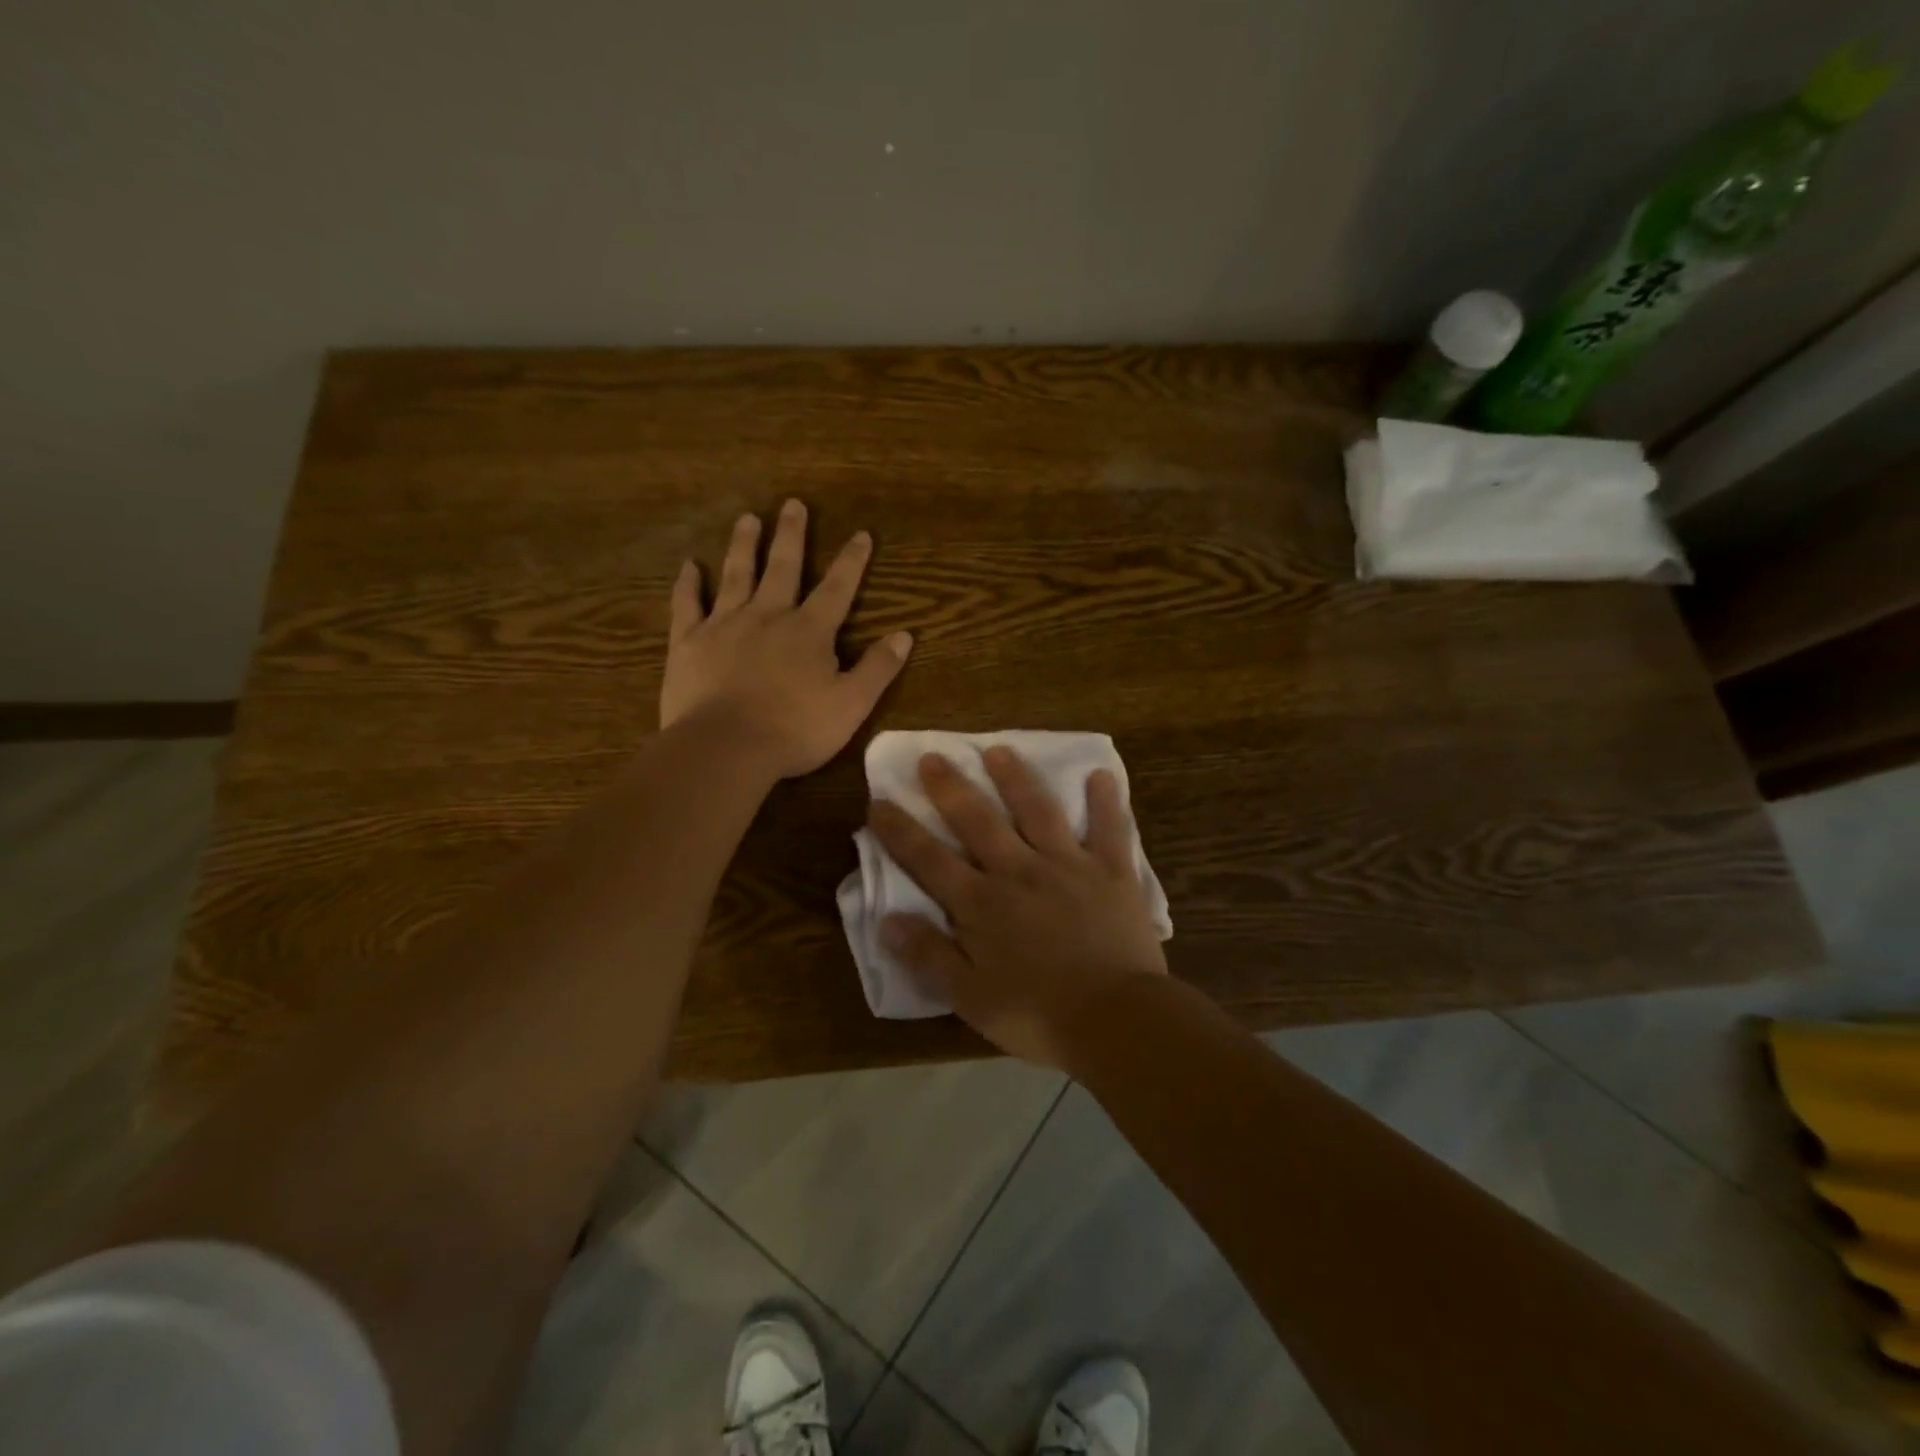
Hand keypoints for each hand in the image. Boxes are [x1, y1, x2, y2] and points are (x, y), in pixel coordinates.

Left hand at [661, 500, 912, 778]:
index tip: (860, 534)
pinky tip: (689, 566)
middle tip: (793, 504)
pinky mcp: (688, 642)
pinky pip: (686, 605)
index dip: (851, 561)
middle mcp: (768, 616)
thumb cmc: (795, 730)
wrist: (726, 747)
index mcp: (809, 631)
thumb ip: (878, 668)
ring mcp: (724, 625)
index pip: (837, 588)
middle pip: (783, 567)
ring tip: (747, 518)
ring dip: (744, 545)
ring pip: (736, 575)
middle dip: (791, 535)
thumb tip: (905, 635)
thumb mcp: (851, 704)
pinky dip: (687, 584)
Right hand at [868, 747, 1167, 1067]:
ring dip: (1016, 779)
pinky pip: (1109, 829)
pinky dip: (1105, 801)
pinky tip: (1101, 775)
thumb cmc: (1038, 1015)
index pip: (929, 860)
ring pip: (1036, 811)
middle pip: (978, 821)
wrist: (1116, 1019)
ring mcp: (1067, 866)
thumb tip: (886, 920)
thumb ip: (929, 955)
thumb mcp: (970, 997)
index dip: (901, 831)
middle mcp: (1019, 872)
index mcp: (982, 904)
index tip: (879, 802)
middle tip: (932, 756)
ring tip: (999, 750)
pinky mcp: (1111, 871)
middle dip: (951, 788)